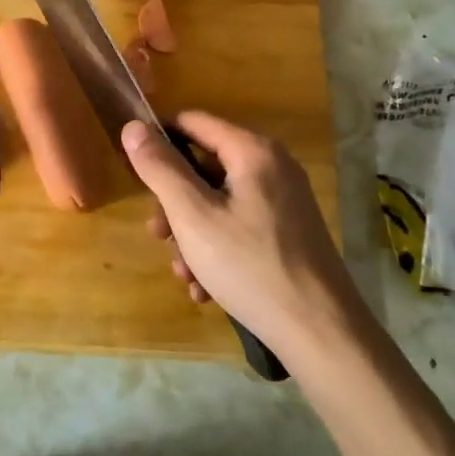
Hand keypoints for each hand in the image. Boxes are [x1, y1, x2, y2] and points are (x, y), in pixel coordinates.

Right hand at [121, 111, 358, 355]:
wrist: (322, 333)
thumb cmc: (250, 266)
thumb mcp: (193, 216)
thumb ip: (160, 168)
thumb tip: (133, 126)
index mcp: (252, 150)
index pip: (192, 122)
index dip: (158, 142)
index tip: (136, 175)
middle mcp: (273, 165)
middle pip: (205, 167)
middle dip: (175, 204)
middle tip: (160, 238)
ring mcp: (284, 200)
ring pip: (219, 202)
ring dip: (193, 235)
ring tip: (185, 275)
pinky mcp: (290, 231)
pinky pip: (241, 225)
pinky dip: (219, 249)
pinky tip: (207, 288)